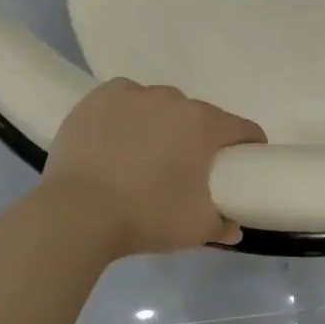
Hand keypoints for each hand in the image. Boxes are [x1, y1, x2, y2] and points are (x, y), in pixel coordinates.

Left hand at [41, 79, 266, 256]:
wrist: (77, 213)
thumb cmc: (146, 217)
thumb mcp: (196, 229)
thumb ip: (223, 225)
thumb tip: (234, 226)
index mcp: (204, 125)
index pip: (241, 128)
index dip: (247, 146)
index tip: (241, 163)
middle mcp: (173, 99)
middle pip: (197, 116)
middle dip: (197, 138)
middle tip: (184, 168)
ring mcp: (134, 94)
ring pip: (159, 106)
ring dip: (160, 124)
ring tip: (142, 155)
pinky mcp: (100, 96)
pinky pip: (124, 99)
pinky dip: (126, 114)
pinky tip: (115, 137)